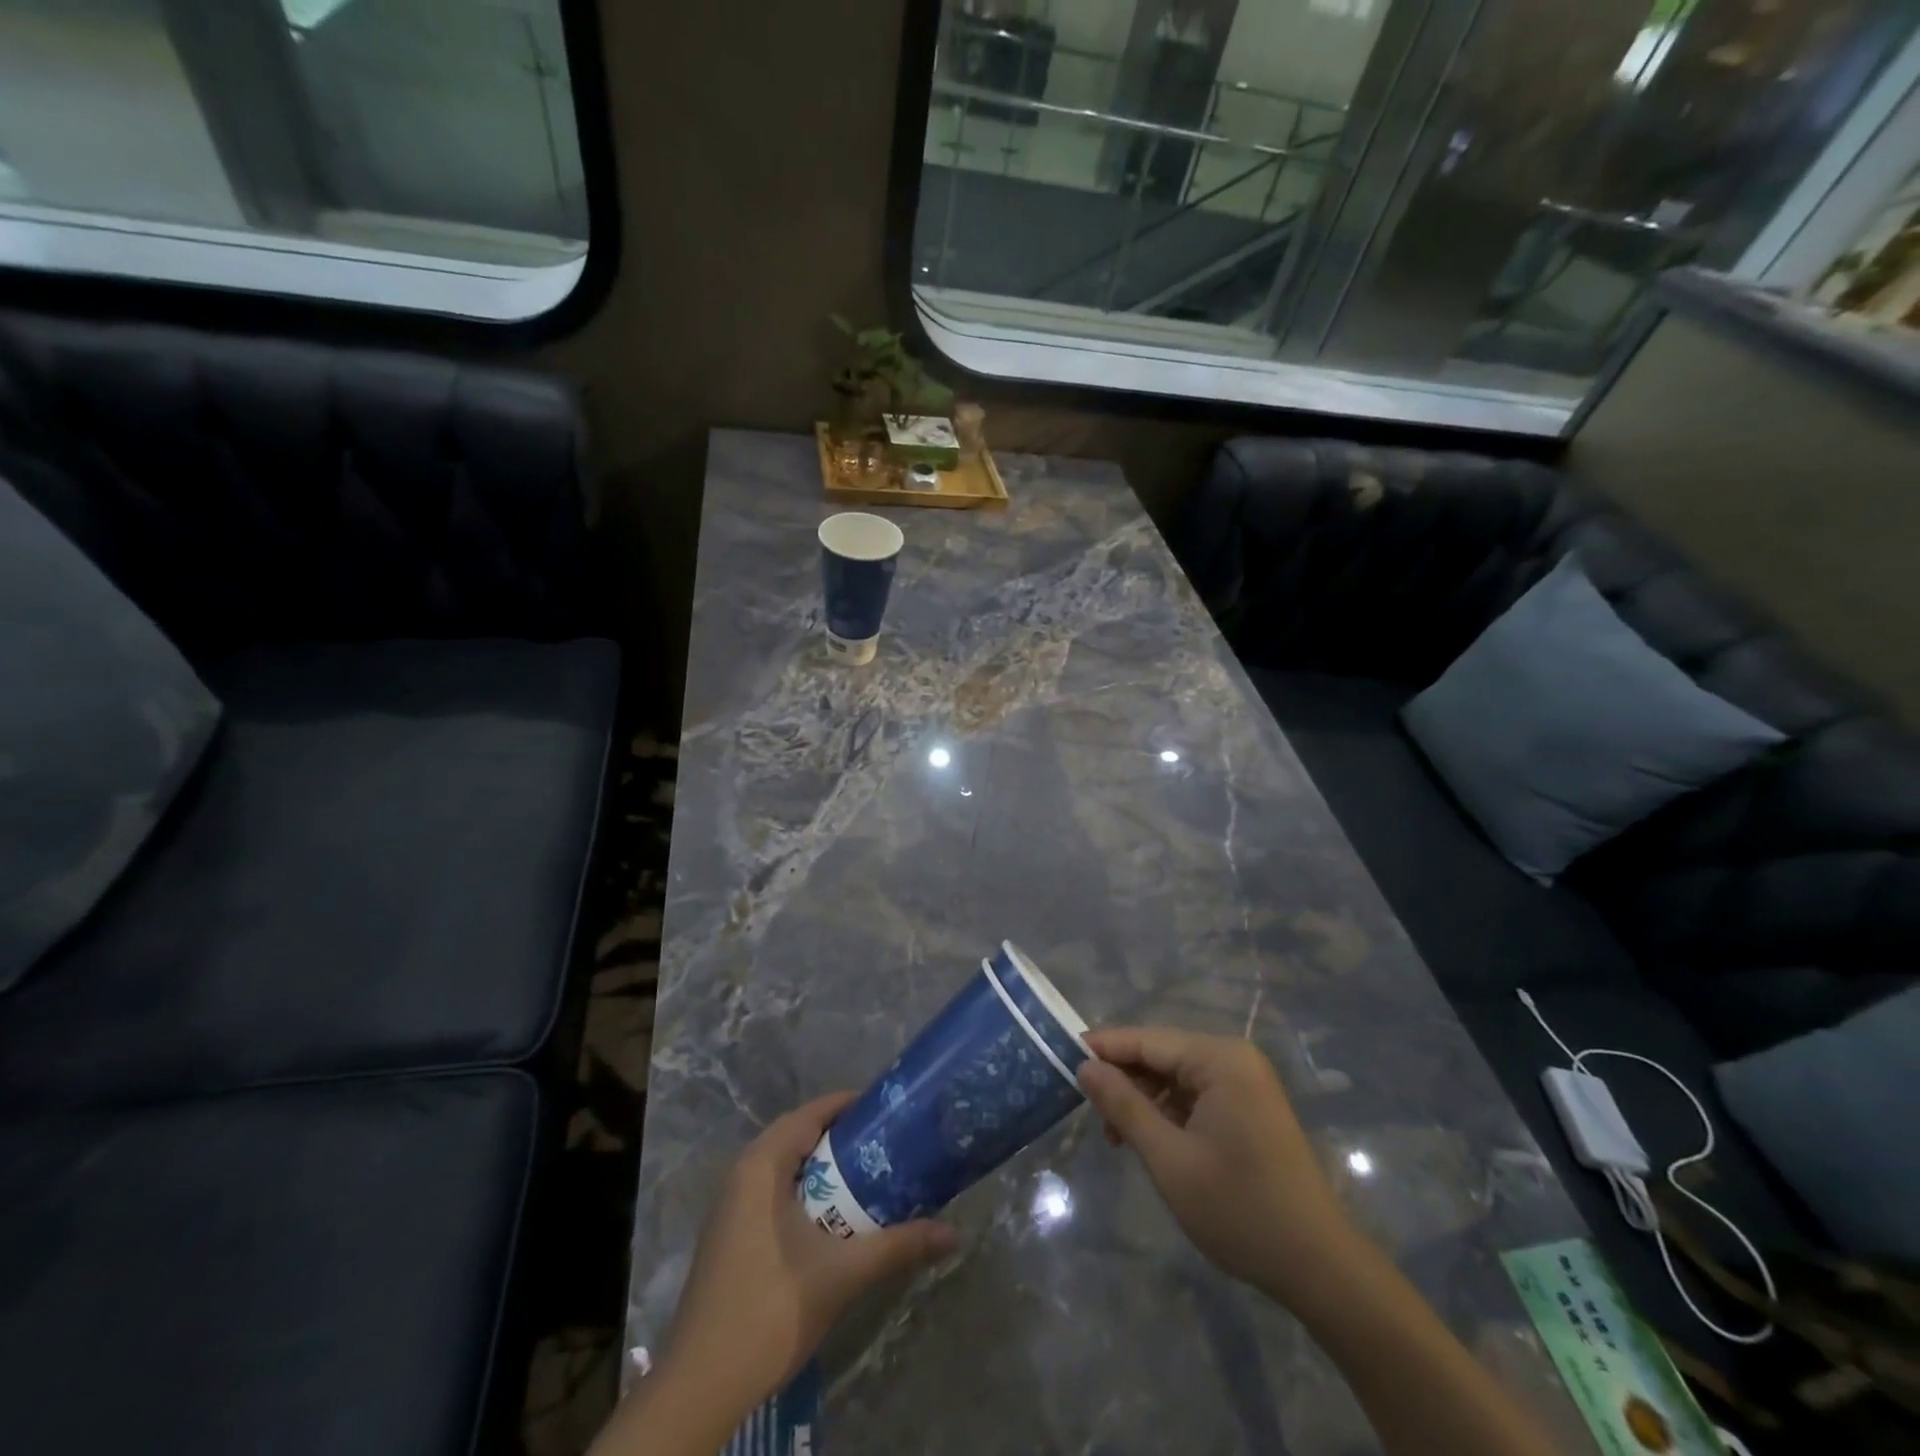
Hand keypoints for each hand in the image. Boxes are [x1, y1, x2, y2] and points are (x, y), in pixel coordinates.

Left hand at [657, 1092, 957, 1419]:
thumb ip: (898, 1246)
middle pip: (797, 1136)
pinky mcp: (728, 1235)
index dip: (848, 1106)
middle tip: (883, 1143)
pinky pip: (771, 1191)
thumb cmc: (771, 1309)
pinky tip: (831, 1218)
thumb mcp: (843, 1274)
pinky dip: (803, 1190)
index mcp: (761, 1165)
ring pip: (783, 1167)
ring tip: (865, 1175)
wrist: (701, 1385)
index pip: (809, 1114)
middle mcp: (741, 1173)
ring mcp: (729, 1206)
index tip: (888, 1110)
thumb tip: (953, 1233)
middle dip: (839, 1136)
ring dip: (821, 1166)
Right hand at [1077, 1027, 1357, 1307]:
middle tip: (1084, 1107)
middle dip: (1122, 1079)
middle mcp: (1234, 1058)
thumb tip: (1084, 1066)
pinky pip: (1194, 1094)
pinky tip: (1148, 1138)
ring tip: (1114, 1135)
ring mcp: (1245, 1082)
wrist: (1319, 1268)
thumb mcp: (1169, 1159)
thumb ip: (1124, 1106)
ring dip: (1143, 1099)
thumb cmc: (1240, 1209)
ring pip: (1175, 1076)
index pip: (1147, 1040)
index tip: (1059, 1056)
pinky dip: (1167, 1112)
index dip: (1103, 1048)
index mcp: (1220, 1059)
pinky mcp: (1248, 1107)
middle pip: (1161, 1054)